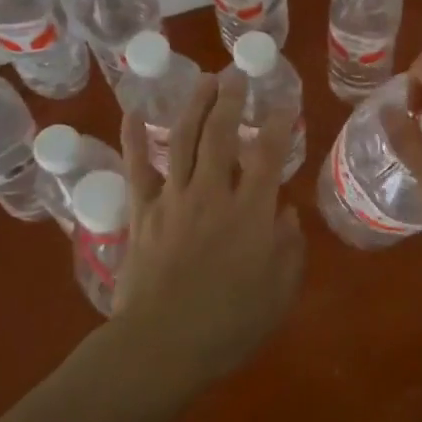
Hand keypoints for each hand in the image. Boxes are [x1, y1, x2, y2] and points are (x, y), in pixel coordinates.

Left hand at [113, 67, 304, 385]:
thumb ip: (289, 248)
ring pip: (184, 140)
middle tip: (237, 75)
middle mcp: (213, 194)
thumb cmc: (228, 324)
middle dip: (232, 100)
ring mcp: (174, 199)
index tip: (284, 104)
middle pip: (222, 134)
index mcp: (251, 211)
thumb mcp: (279, 292)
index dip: (278, 124)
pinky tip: (132, 112)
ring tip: (205, 80)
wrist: (162, 346)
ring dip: (195, 106)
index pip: (268, 154)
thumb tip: (287, 214)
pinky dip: (133, 138)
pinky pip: (137, 167)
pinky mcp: (142, 212)